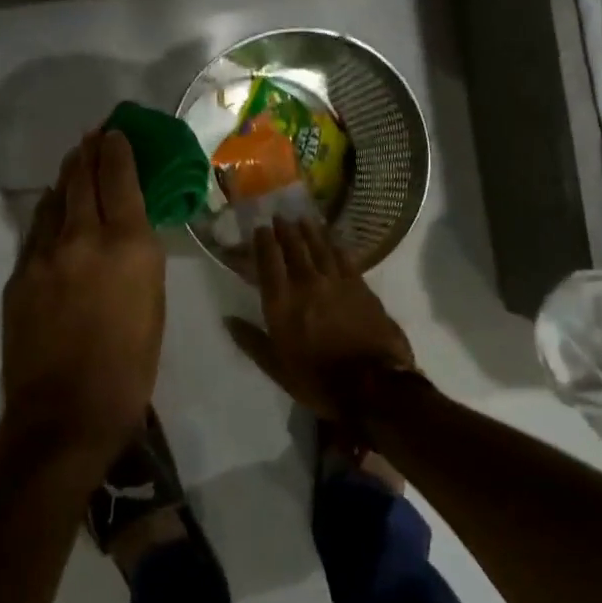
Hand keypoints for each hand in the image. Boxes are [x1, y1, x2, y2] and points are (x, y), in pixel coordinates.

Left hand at [1, 131, 165, 473]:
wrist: (65, 415)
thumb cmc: (130, 368)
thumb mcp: (153, 305)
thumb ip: (139, 258)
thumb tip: (128, 230)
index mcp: (127, 245)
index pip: (119, 178)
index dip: (116, 149)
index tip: (116, 132)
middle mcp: (83, 237)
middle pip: (81, 178)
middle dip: (88, 151)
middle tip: (93, 135)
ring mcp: (44, 254)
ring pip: (53, 199)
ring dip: (66, 177)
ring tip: (74, 163)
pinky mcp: (19, 275)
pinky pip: (36, 230)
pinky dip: (49, 212)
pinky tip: (53, 211)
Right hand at [233, 218, 414, 423]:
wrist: (373, 385)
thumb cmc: (318, 380)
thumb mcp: (277, 368)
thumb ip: (252, 341)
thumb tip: (228, 319)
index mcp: (282, 303)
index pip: (268, 262)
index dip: (263, 242)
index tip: (260, 228)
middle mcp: (307, 284)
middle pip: (294, 248)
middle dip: (285, 230)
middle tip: (280, 217)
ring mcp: (336, 282)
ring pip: (320, 247)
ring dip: (310, 231)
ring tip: (303, 219)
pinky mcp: (360, 286)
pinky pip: (344, 257)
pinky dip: (335, 244)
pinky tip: (332, 238)